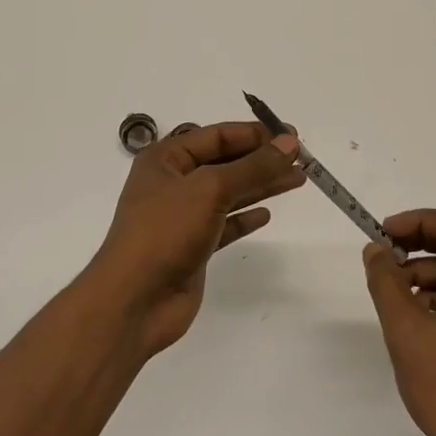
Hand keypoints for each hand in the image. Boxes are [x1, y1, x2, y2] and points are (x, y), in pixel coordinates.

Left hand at [86, 121, 304, 357]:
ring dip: (261, 185)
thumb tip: (289, 141)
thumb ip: (253, 166)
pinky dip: (245, 217)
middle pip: (225, 162)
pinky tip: (266, 214)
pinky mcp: (192, 246)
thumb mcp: (211, 189)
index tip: (292, 135)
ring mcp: (182, 216)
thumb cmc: (166, 232)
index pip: (216, 135)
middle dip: (262, 159)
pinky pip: (224, 224)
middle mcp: (172, 183)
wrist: (134, 301)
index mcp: (166, 159)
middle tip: (302, 158)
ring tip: (297, 180)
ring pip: (228, 193)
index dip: (255, 134)